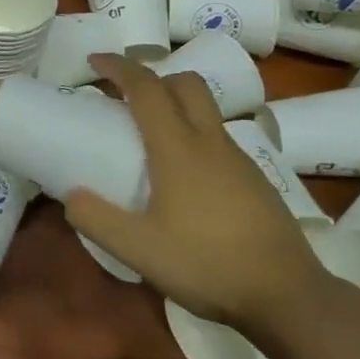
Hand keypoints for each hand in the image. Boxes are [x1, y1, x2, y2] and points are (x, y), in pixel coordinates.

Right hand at [64, 55, 329, 334]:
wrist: (288, 296)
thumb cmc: (208, 265)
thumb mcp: (138, 250)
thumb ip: (96, 220)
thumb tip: (71, 195)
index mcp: (179, 148)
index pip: (146, 88)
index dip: (119, 67)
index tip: (95, 62)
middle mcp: (211, 143)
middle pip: (185, 84)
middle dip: (153, 77)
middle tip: (125, 97)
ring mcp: (239, 160)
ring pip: (205, 111)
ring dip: (175, 107)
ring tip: (150, 140)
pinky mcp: (256, 181)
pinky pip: (218, 140)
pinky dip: (194, 137)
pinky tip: (185, 179)